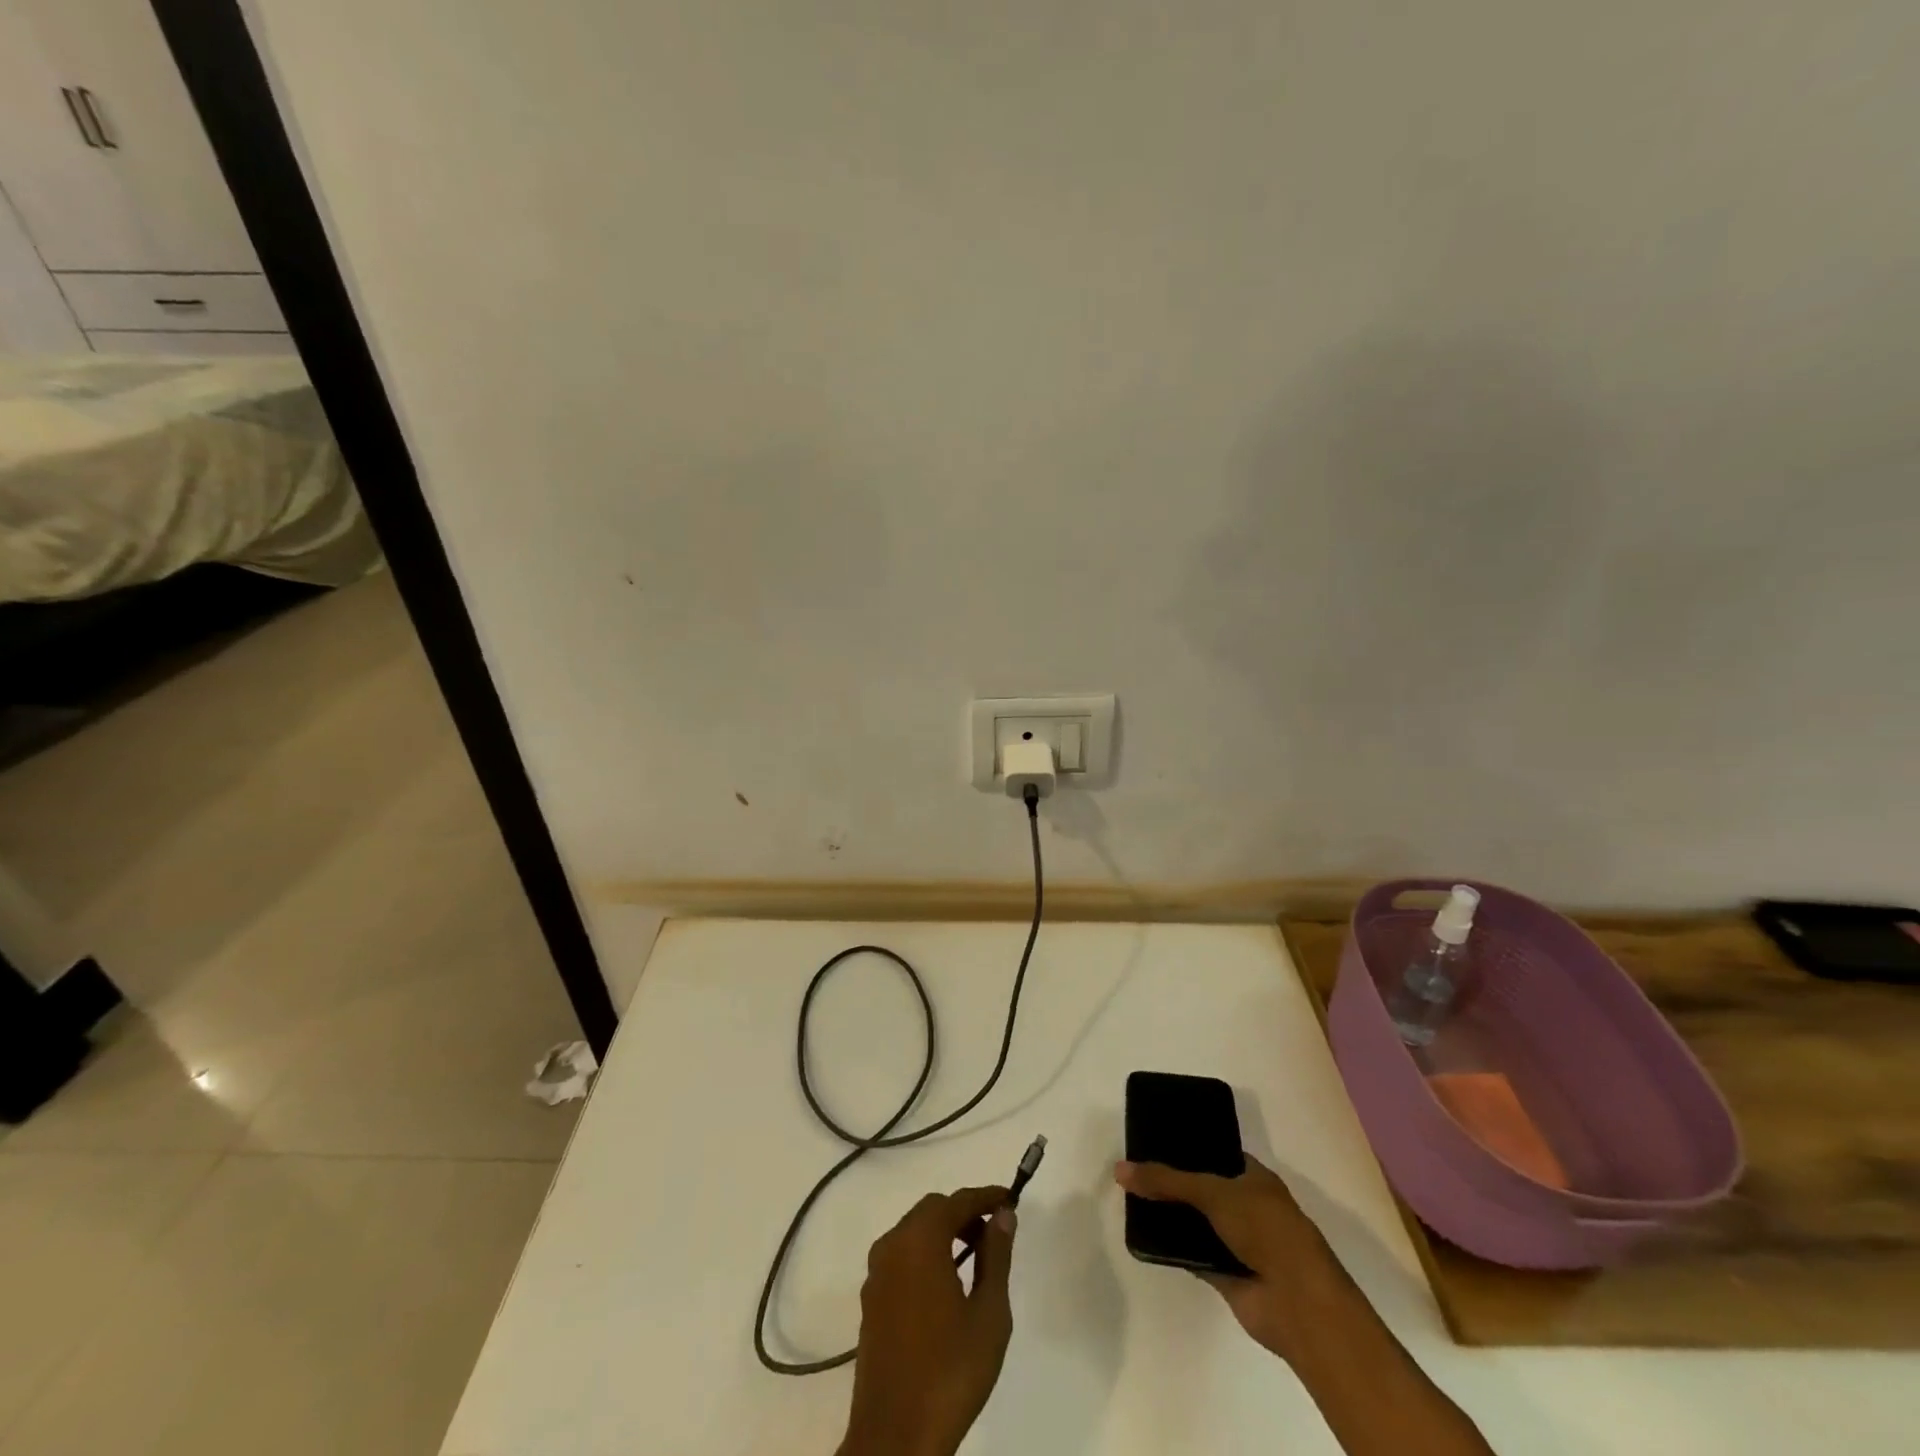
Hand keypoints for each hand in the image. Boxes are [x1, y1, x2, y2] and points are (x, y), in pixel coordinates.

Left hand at [838, 1187, 1018, 1455]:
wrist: (895, 1437)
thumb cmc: (950, 1371)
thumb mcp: (989, 1313)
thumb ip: (996, 1256)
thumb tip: (1003, 1215)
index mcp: (919, 1240)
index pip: (957, 1200)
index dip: (986, 1196)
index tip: (1011, 1198)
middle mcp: (892, 1245)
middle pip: (932, 1210)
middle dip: (964, 1213)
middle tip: (995, 1231)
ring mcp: (876, 1273)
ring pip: (913, 1232)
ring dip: (944, 1233)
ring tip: (976, 1257)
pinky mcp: (870, 1300)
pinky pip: (901, 1257)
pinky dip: (925, 1254)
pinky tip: (946, 1283)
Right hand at [1115, 1155, 1345, 1367]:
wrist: (1297, 1303)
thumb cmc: (1265, 1230)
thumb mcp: (1213, 1192)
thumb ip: (1167, 1181)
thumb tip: (1120, 1169)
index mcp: (1255, 1178)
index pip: (1215, 1154)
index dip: (1187, 1147)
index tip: (1154, 1141)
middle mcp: (1247, 1207)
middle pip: (1202, 1188)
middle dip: (1173, 1182)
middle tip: (1135, 1170)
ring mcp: (1238, 1242)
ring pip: (1196, 1222)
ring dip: (1172, 1216)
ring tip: (1131, 1198)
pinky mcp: (1226, 1274)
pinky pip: (1193, 1253)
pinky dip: (1173, 1248)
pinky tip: (1144, 1236)